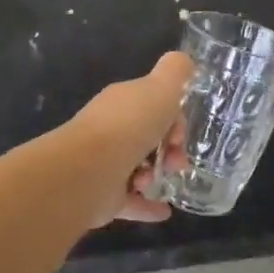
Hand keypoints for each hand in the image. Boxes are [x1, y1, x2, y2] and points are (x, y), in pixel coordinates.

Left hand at [67, 51, 193, 224]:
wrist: (90, 170)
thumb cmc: (130, 125)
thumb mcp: (162, 88)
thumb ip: (176, 72)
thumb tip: (184, 60)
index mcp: (123, 102)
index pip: (154, 105)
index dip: (174, 118)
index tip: (181, 134)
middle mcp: (111, 129)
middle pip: (148, 136)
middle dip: (170, 149)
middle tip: (177, 162)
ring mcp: (104, 163)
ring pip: (139, 167)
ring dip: (157, 174)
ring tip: (157, 181)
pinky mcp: (102, 195)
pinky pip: (130, 201)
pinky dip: (147, 206)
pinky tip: (165, 211)